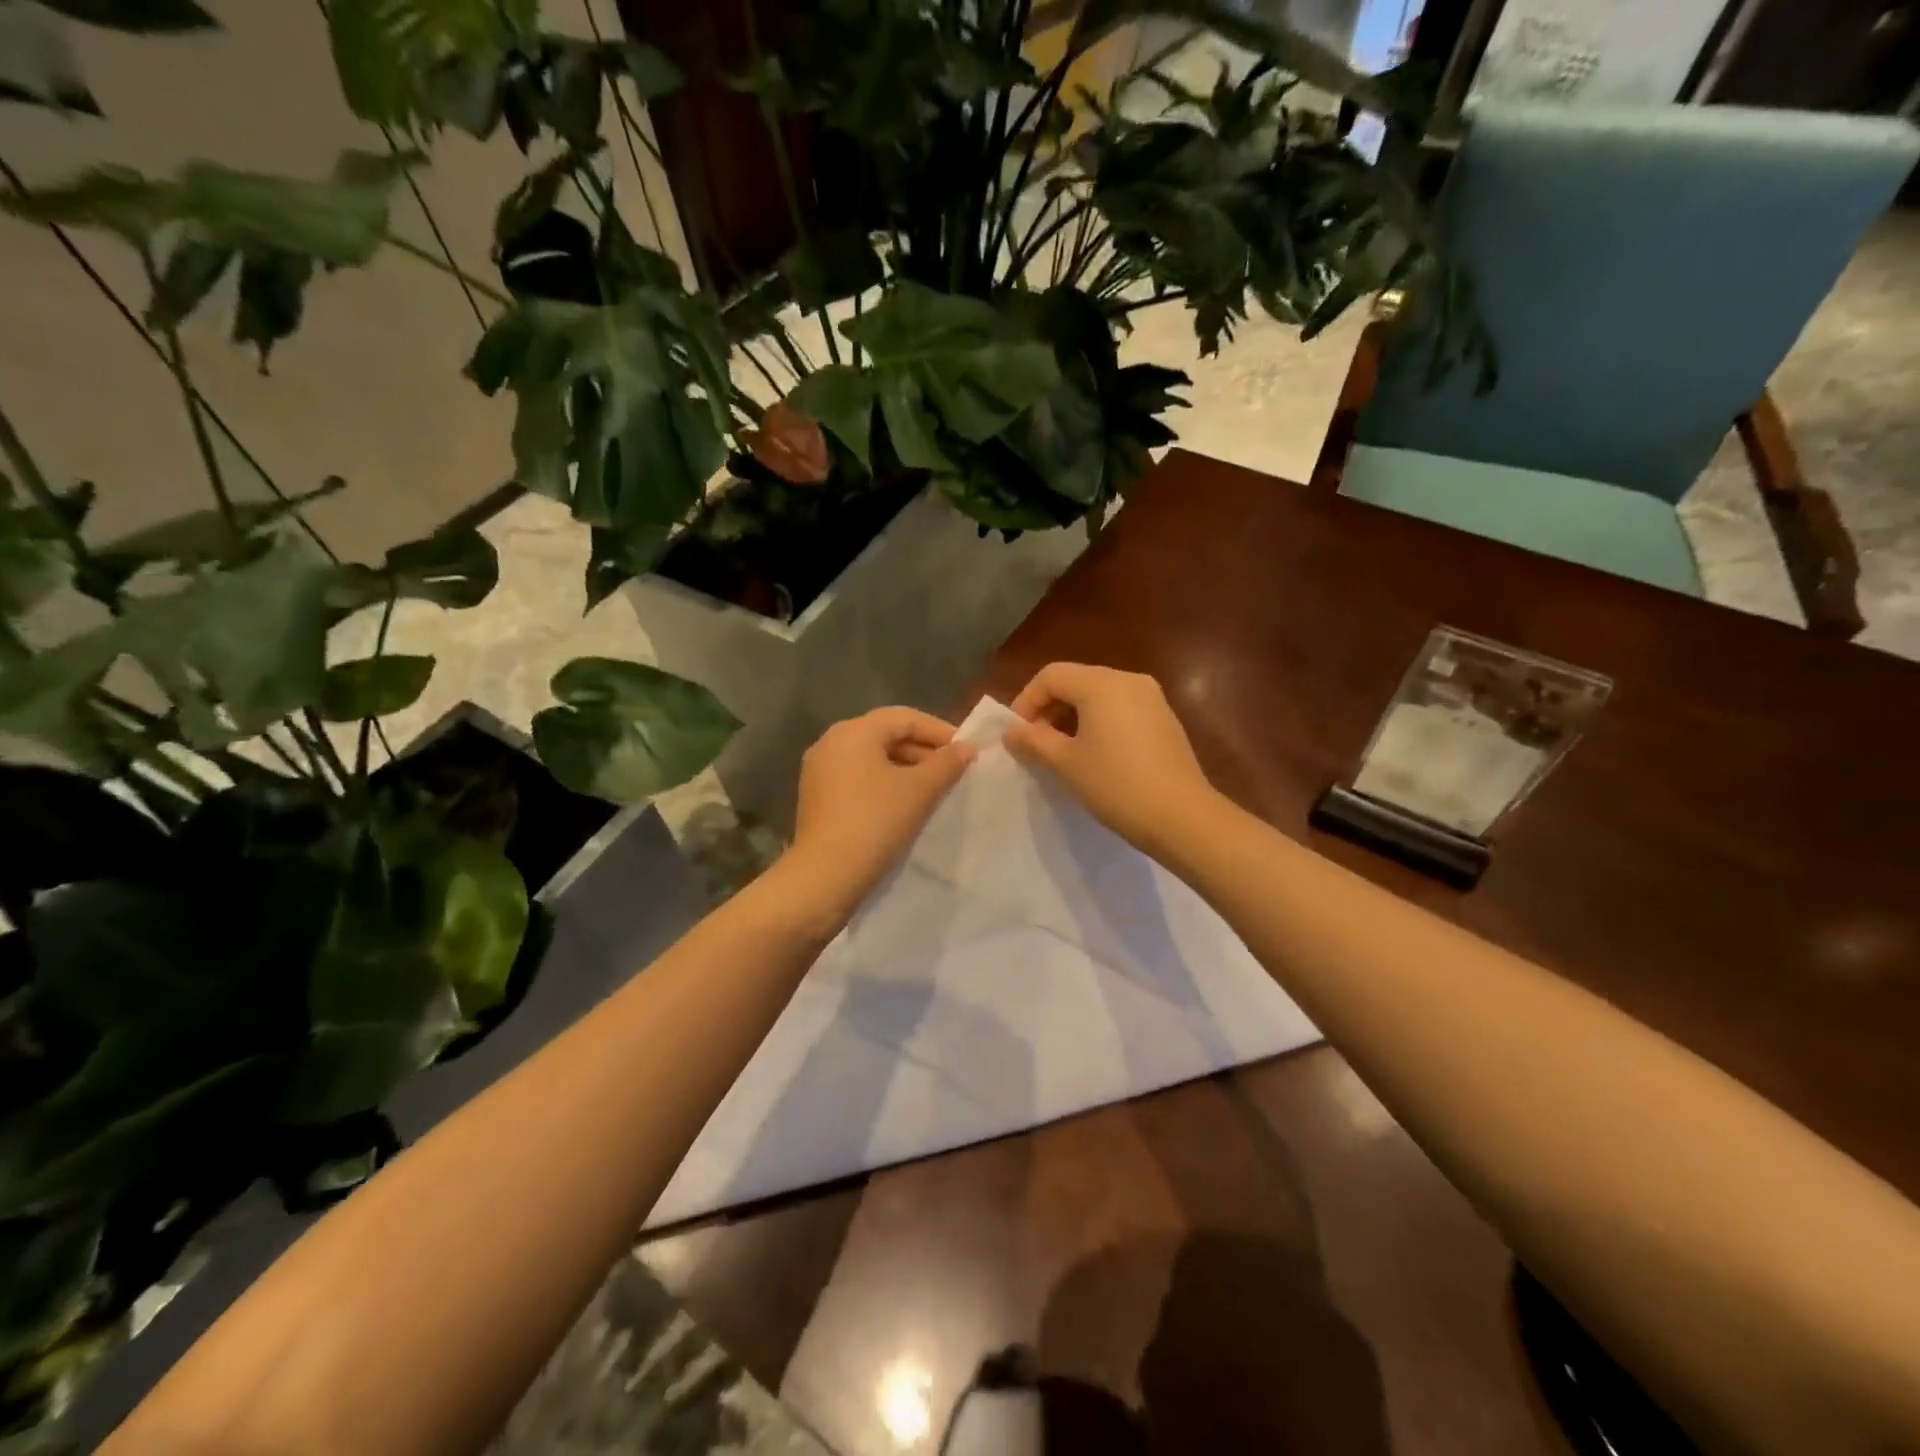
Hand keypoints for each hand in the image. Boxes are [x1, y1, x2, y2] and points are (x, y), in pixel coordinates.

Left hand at [782, 706, 975, 920]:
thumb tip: (968, 747)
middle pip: (887, 735)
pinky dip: (885, 783)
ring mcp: (820, 770)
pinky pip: (859, 778)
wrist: (825, 877)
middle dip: (924, 751)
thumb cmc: (875, 823)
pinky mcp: (818, 796)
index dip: (940, 731)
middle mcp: (831, 742)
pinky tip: (906, 804)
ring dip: (906, 769)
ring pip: (873, 758)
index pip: (905, 718)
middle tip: (954, 772)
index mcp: (853, 731)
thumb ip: (946, 764)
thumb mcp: (919, 791)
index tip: (967, 752)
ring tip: (935, 790)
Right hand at [1004, 663, 1219, 857]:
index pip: (1051, 676)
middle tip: (1035, 743)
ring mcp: (1152, 698)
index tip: (1017, 734)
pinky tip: (1096, 754)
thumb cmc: (1115, 784)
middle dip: (1049, 708)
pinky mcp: (1165, 718)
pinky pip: (1121, 708)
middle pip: (1076, 681)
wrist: (1181, 817)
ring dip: (1073, 716)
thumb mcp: (1065, 763)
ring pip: (1099, 695)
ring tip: (1062, 751)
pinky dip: (1099, 722)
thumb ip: (1033, 740)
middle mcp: (1128, 680)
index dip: (1026, 701)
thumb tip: (1011, 731)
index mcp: (1101, 684)